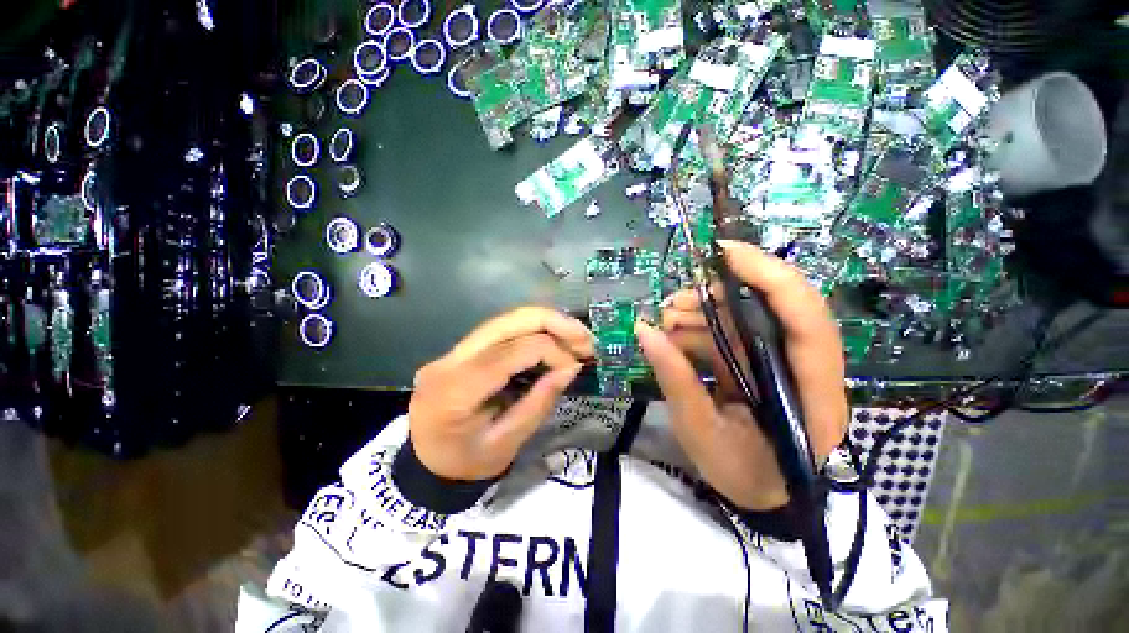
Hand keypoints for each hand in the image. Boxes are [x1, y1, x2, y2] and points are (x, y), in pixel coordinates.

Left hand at [408, 306, 594, 480]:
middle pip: (507, 321)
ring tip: (575, 335)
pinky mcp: (459, 350)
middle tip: (585, 336)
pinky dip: (532, 330)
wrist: (424, 465)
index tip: (576, 367)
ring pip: (505, 319)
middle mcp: (450, 360)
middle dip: (553, 322)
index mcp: (456, 390)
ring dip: (545, 322)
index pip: (512, 351)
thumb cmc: (465, 465)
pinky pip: (501, 330)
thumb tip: (571, 368)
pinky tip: (552, 338)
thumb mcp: (506, 444)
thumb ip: (539, 402)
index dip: (552, 351)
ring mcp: (451, 351)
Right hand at [635, 240, 847, 510]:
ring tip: (666, 322)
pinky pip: (733, 331)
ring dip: (703, 311)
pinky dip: (701, 328)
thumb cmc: (745, 474)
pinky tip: (674, 335)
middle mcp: (809, 368)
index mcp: (811, 394)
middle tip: (673, 304)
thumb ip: (676, 380)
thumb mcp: (702, 434)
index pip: (807, 320)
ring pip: (748, 316)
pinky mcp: (765, 361)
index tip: (726, 253)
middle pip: (776, 307)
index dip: (771, 277)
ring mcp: (785, 361)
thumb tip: (644, 331)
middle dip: (721, 294)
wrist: (766, 493)